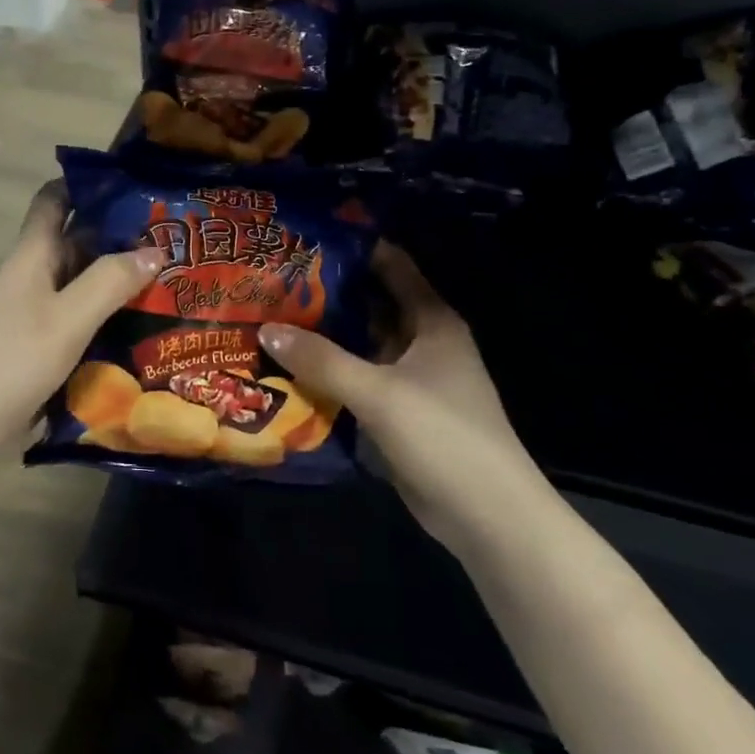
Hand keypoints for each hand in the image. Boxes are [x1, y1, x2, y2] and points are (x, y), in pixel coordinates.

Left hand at [0, 182, 162, 453]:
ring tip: (175, 277)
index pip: (55, 199)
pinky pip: (85, 317)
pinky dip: (112, 314)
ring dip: (122, 277)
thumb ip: (109, 282)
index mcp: (34, 255)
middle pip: (79, 240)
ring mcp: (40, 311)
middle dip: (122, 234)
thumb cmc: (11, 360)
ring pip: (86, 281)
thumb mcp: (67, 318)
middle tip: (177, 236)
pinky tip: (147, 324)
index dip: (88, 183)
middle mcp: (37, 276)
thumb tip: (155, 250)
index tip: (134, 183)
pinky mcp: (46, 344)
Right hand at [260, 242, 545, 549]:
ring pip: (362, 347)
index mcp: (432, 321)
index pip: (392, 267)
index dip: (355, 250)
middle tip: (273, 282)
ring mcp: (412, 381)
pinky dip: (331, 375)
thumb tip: (266, 329)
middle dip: (328, 295)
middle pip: (372, 306)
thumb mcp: (378, 392)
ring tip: (271, 319)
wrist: (488, 516)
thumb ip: (321, 359)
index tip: (306, 238)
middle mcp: (424, 343)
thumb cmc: (443, 435)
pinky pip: (359, 382)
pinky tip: (290, 370)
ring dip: (326, 338)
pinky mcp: (400, 414)